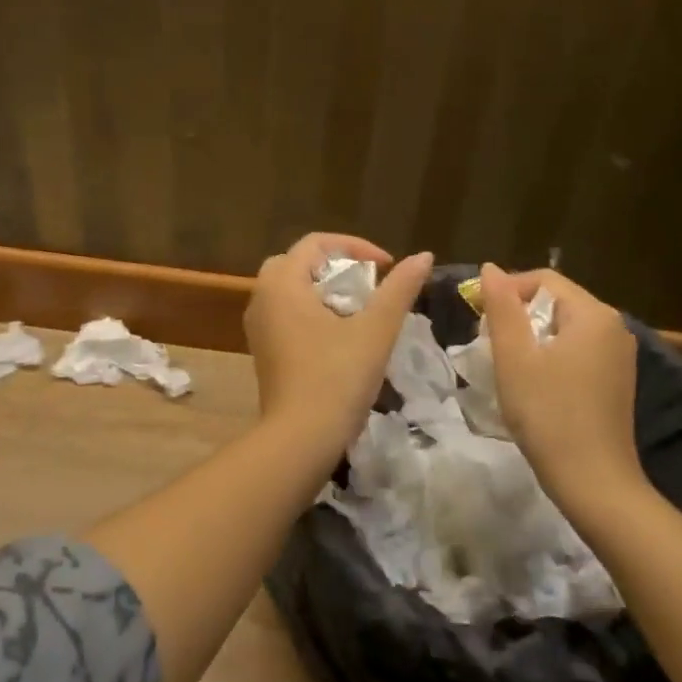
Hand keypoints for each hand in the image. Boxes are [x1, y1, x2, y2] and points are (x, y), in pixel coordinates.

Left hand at [245, 233, 432, 461]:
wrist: (300, 439)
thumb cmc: (337, 377)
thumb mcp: (376, 329)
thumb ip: (399, 289)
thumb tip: (423, 256)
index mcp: (282, 283)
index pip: (316, 243)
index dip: (355, 246)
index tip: (386, 267)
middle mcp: (262, 298)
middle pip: (298, 263)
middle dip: (336, 265)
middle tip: (368, 283)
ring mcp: (258, 327)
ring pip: (289, 289)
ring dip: (322, 289)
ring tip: (357, 307)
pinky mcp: (263, 351)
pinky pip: (284, 314)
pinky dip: (310, 311)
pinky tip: (337, 335)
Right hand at [480, 262, 646, 512]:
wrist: (594, 483)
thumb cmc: (548, 414)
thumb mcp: (515, 358)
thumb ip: (502, 308)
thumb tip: (490, 268)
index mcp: (593, 314)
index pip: (543, 279)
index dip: (507, 290)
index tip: (478, 318)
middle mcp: (614, 327)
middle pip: (556, 301)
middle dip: (518, 315)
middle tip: (489, 344)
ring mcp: (619, 356)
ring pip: (565, 328)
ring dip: (532, 338)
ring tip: (507, 365)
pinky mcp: (617, 381)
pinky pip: (578, 350)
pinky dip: (551, 356)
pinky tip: (535, 384)